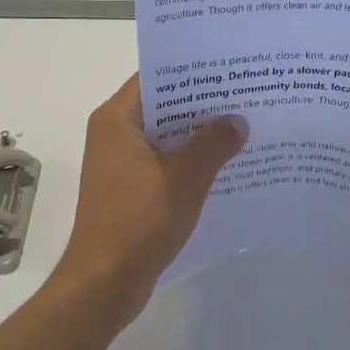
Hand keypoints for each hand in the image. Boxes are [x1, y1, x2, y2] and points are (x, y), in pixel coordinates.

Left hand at [53, 76, 246, 323]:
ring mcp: (120, 162)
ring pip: (166, 134)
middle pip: (163, 105)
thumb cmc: (139, 223)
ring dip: (198, 133)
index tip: (229, 66)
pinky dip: (189, 158)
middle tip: (246, 92)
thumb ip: (213, 145)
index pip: (156, 77)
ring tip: (243, 123)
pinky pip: (164, 160)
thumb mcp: (185, 179)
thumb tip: (238, 120)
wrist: (104, 282)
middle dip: (202, 102)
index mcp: (116, 120)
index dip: (192, 70)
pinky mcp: (129, 187)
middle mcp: (113, 134)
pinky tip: (225, 162)